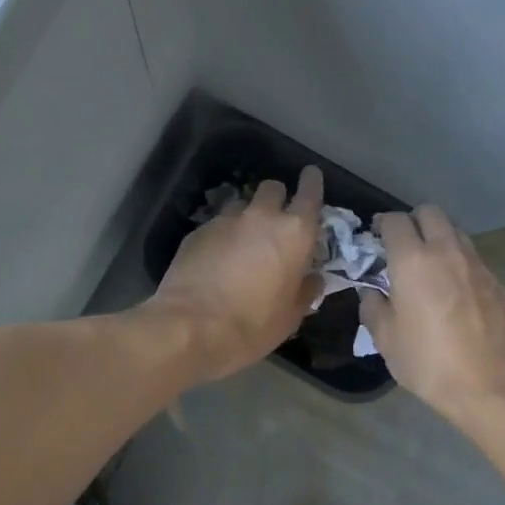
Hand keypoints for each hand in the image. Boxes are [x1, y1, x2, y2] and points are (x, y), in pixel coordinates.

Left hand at [149, 166, 324, 382]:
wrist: (191, 327)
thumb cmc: (253, 325)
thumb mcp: (291, 316)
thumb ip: (305, 290)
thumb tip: (313, 278)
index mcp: (294, 233)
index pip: (310, 193)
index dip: (312, 182)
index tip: (311, 177)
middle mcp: (261, 217)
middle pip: (272, 188)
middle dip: (277, 199)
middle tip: (276, 221)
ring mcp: (226, 221)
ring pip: (242, 205)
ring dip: (247, 217)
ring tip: (243, 243)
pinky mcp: (198, 231)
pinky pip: (217, 225)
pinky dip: (222, 236)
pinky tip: (217, 259)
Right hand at [359, 206, 504, 420]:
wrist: (489, 385)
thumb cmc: (428, 361)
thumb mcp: (385, 339)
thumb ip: (373, 307)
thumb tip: (373, 293)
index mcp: (413, 260)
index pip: (395, 221)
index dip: (381, 224)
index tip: (375, 238)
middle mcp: (446, 251)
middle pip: (430, 212)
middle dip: (412, 222)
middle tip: (402, 246)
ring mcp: (476, 264)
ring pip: (455, 231)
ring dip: (438, 238)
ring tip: (429, 265)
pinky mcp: (495, 281)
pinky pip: (472, 256)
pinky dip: (458, 261)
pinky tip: (453, 289)